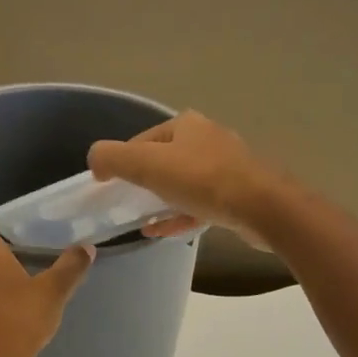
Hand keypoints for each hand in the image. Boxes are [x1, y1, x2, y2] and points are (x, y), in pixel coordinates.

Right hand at [87, 111, 287, 249]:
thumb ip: (113, 158)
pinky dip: (179, 215)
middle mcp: (208, 139)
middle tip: (126, 203)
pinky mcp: (238, 195)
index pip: (143, 140)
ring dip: (161, 201)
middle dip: (144, 181)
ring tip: (142, 220)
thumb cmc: (203, 180)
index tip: (109, 185)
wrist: (262, 208)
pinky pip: (200, 204)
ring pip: (184, 183)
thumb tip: (95, 159)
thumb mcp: (148, 164)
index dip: (122, 161)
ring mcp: (227, 167)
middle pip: (165, 160)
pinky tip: (162, 231)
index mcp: (187, 125)